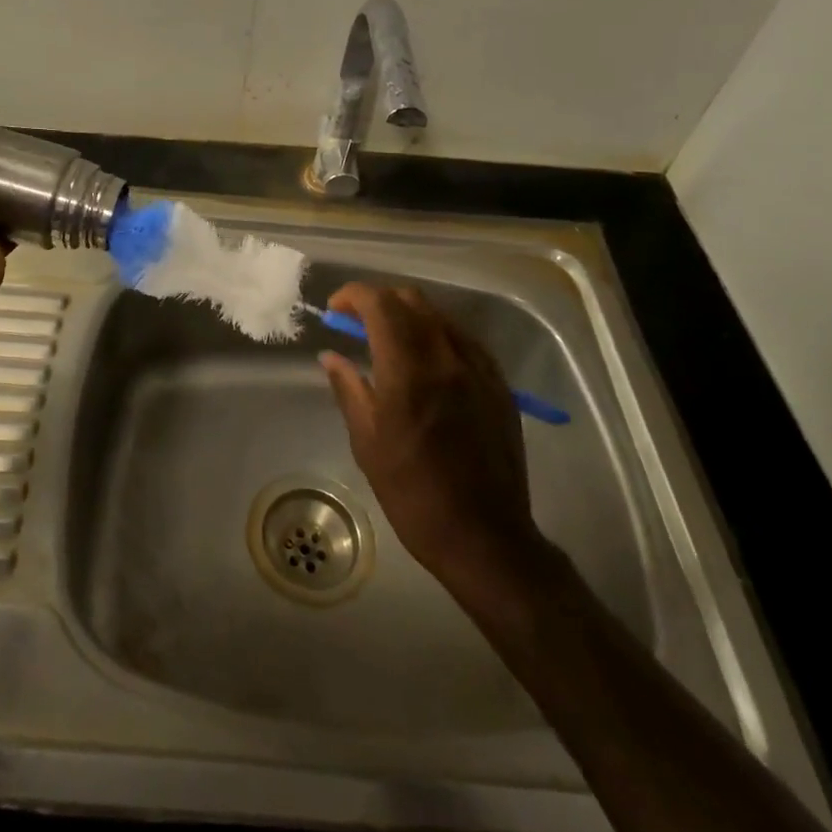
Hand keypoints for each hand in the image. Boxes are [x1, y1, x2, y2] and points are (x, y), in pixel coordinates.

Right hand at [318, 284, 542, 581]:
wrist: (484, 535)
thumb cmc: (413, 492)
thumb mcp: (367, 442)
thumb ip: (348, 388)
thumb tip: (331, 356)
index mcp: (409, 369)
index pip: (379, 304)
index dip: (353, 296)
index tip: (335, 310)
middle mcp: (447, 356)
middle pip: (412, 300)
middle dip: (379, 301)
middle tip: (358, 324)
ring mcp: (479, 368)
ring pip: (440, 316)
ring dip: (409, 316)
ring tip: (390, 342)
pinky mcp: (499, 384)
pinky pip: (464, 340)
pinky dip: (437, 336)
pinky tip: (427, 363)